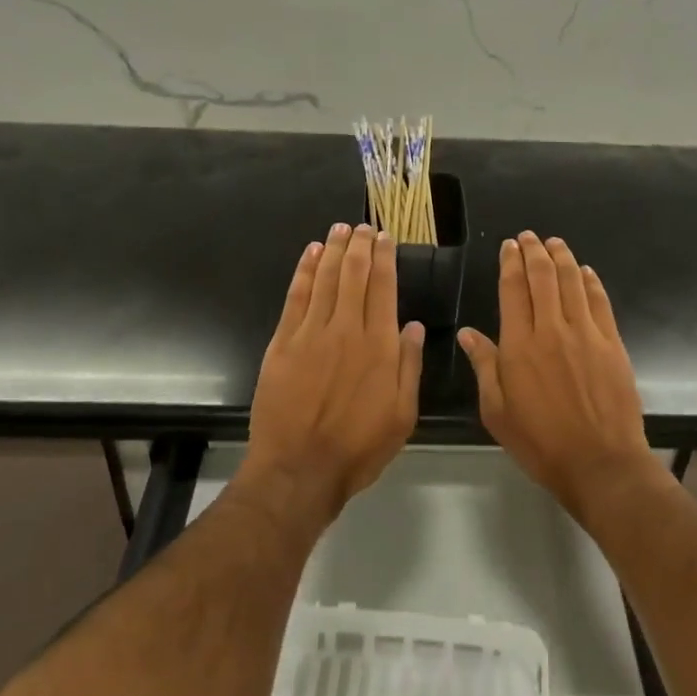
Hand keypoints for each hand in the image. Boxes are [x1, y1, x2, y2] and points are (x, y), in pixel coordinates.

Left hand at [244, 223, 424, 516]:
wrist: (299, 468)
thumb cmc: (358, 447)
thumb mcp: (402, 415)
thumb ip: (409, 366)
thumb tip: (412, 326)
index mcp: (380, 346)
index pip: (384, 288)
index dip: (384, 259)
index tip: (385, 238)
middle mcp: (347, 329)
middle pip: (354, 275)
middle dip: (360, 246)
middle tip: (363, 227)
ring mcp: (312, 333)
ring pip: (326, 279)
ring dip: (334, 250)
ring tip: (340, 229)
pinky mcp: (283, 342)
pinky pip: (296, 296)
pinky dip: (305, 271)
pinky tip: (311, 254)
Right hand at [458, 232, 655, 516]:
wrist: (600, 462)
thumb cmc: (540, 442)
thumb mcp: (497, 411)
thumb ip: (484, 366)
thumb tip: (468, 333)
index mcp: (519, 345)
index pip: (513, 290)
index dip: (510, 263)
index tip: (509, 246)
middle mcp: (552, 329)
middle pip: (543, 277)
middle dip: (534, 251)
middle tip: (529, 236)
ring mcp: (586, 334)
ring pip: (572, 282)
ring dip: (562, 258)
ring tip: (554, 242)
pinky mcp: (612, 343)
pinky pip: (600, 302)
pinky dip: (590, 282)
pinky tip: (585, 271)